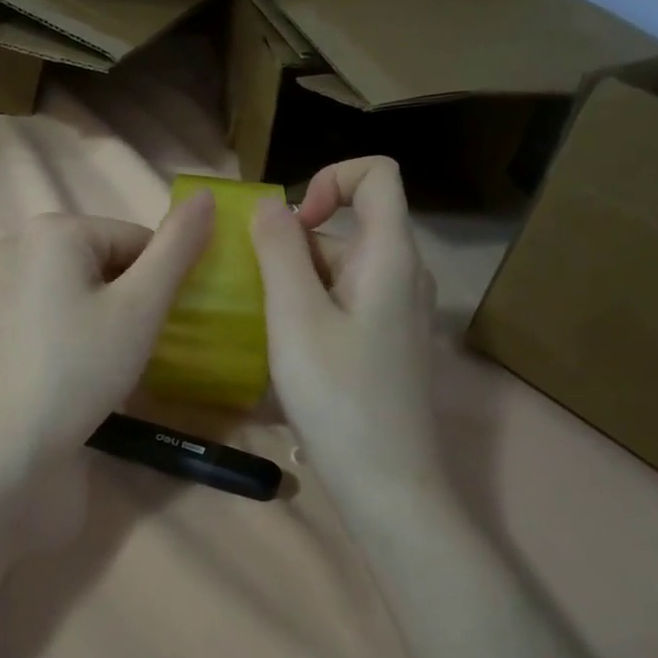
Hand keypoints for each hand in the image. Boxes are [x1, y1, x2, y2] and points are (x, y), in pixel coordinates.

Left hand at [0, 195, 214, 467]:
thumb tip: (207, 196)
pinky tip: (70, 361)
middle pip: (105, 258)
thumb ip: (177, 248)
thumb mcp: (141, 307)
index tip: (151, 328)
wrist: (9, 441)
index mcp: (54, 228)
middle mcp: (19, 239)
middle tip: (125, 347)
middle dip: (126, 297)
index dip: (157, 285)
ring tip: (99, 358)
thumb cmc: (82, 370)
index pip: (136, 240)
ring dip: (102, 311)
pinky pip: (49, 302)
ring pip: (78, 282)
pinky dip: (70, 323)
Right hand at [250, 158, 442, 501]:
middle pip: (347, 228)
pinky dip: (309, 312)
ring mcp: (397, 313)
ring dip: (294, 285)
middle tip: (254, 294)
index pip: (377, 174)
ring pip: (339, 271)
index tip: (289, 224)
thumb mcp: (294, 316)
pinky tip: (284, 356)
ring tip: (261, 328)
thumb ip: (280, 250)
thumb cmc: (337, 394)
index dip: (329, 178)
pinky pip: (344, 305)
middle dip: (293, 247)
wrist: (386, 482)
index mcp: (390, 255)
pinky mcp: (387, 345)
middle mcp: (403, 275)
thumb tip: (269, 205)